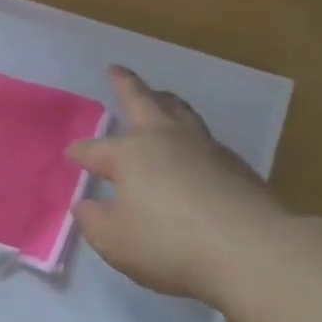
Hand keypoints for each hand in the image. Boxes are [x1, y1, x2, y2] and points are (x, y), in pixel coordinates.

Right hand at [68, 66, 290, 301]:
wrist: (251, 251)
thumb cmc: (169, 243)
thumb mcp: (114, 240)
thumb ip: (94, 221)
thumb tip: (87, 204)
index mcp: (130, 154)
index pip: (95, 149)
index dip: (80, 152)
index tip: (71, 155)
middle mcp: (165, 140)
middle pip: (143, 102)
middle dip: (125, 85)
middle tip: (115, 70)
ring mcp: (204, 148)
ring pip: (180, 112)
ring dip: (164, 100)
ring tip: (159, 95)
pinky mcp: (234, 166)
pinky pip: (203, 137)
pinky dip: (189, 132)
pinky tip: (189, 147)